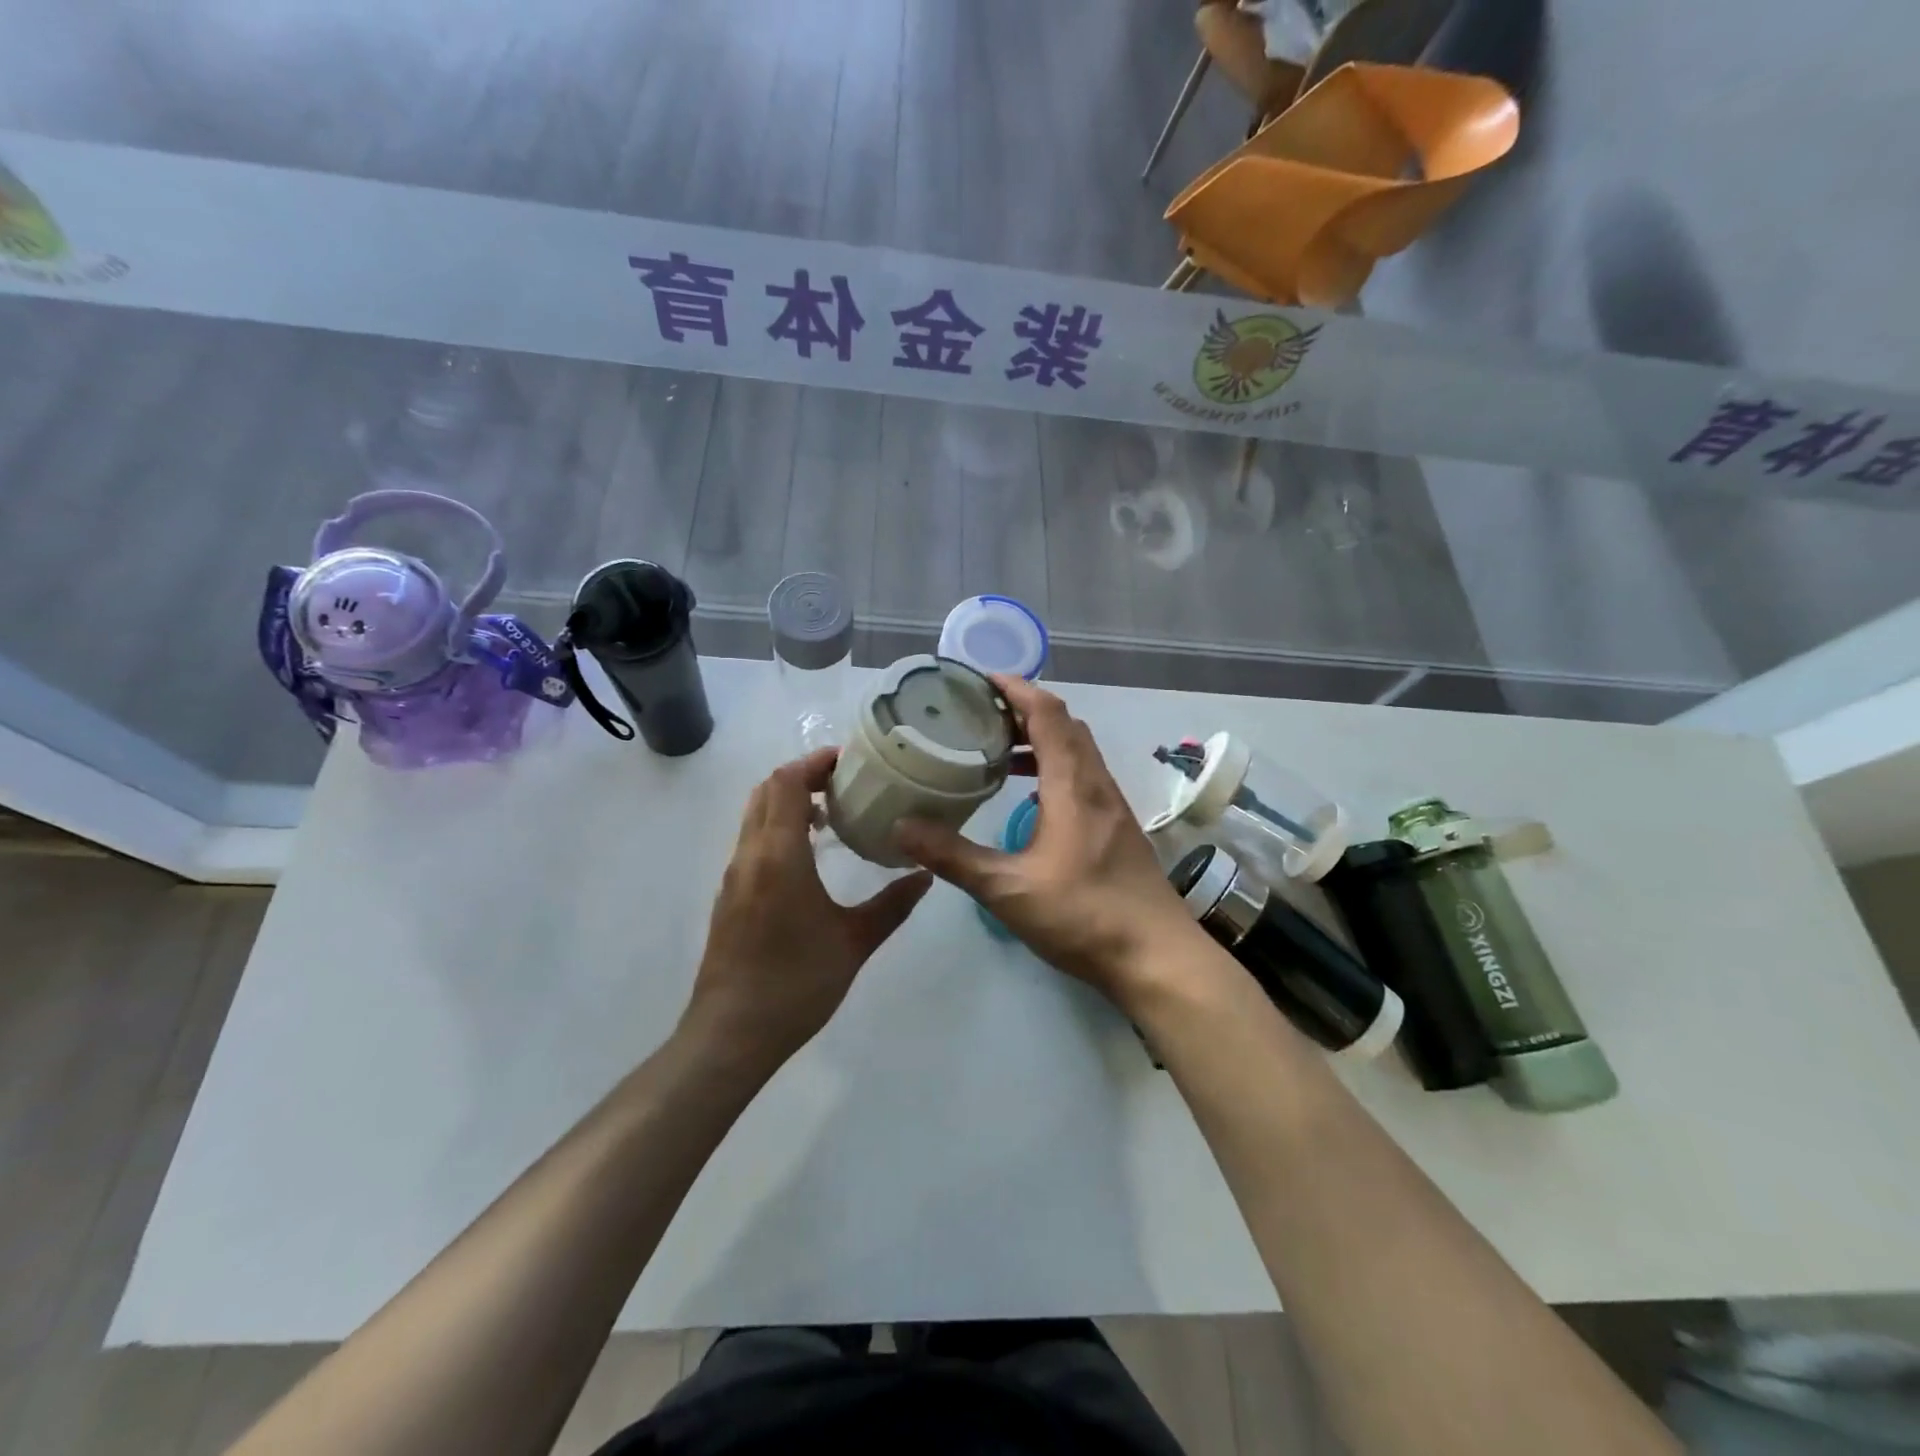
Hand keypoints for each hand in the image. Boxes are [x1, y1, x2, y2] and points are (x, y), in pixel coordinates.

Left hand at [682, 748, 931, 1072]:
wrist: (731, 1034)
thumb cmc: (796, 983)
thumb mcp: (854, 942)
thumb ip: (892, 905)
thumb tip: (925, 875)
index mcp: (779, 855)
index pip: (786, 783)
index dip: (814, 762)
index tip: (848, 760)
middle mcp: (750, 856)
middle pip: (766, 791)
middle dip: (802, 777)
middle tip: (844, 785)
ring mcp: (734, 877)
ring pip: (755, 817)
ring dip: (788, 803)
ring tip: (831, 817)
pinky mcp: (729, 897)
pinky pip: (752, 842)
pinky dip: (777, 829)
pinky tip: (809, 858)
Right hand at [894, 677, 1202, 1008]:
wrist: (1158, 957)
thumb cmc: (1084, 916)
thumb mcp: (1008, 890)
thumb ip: (954, 856)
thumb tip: (901, 827)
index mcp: (1073, 785)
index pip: (1047, 713)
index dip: (1016, 689)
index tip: (981, 679)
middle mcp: (1097, 784)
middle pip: (1065, 724)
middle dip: (1024, 709)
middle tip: (981, 714)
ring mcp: (1113, 806)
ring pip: (1078, 751)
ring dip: (1042, 739)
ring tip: (999, 751)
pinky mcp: (1118, 827)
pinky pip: (1084, 776)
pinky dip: (1055, 767)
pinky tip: (1031, 798)